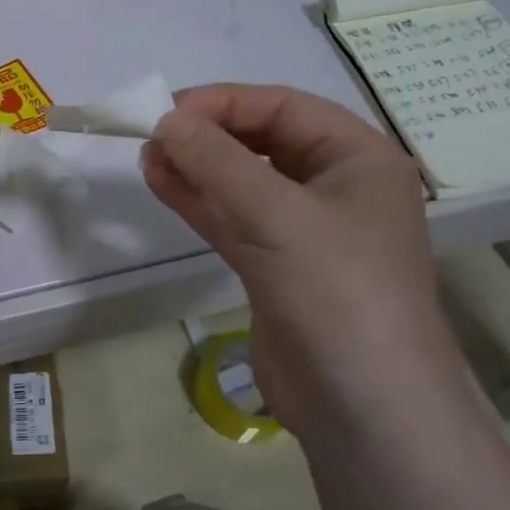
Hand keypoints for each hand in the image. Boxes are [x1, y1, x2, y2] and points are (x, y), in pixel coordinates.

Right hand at [142, 84, 473, 435]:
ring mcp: (303, 231)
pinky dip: (198, 201)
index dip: (223, 103)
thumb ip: (217, 163)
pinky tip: (162, 184)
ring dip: (196, 168)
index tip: (165, 112)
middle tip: (150, 136)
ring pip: (241, 182)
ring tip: (146, 157)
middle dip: (207, 136)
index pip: (283, 108)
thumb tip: (165, 121)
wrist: (362, 405)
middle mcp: (334, 187)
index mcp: (358, 159)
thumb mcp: (276, 215)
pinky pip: (232, 219)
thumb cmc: (337, 293)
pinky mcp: (274, 267)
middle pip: (261, 142)